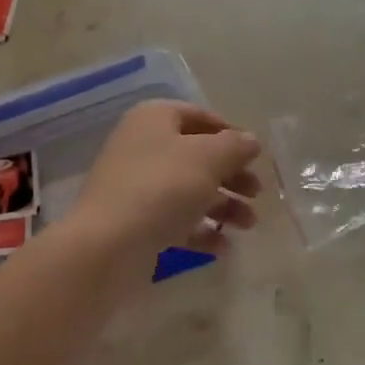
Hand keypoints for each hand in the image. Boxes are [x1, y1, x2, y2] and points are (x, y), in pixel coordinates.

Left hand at [72, 101, 261, 275]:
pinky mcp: (134, 222)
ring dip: (222, 205)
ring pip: (188, 189)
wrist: (107, 246)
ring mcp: (135, 185)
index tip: (256, 156)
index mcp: (155, 118)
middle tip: (256, 193)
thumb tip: (250, 141)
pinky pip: (174, 220)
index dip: (231, 134)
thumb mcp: (208, 158)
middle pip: (196, 155)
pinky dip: (200, 230)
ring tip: (248, 225)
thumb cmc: (162, 187)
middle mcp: (142, 145)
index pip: (200, 116)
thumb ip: (235, 146)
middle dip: (231, 175)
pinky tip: (223, 247)